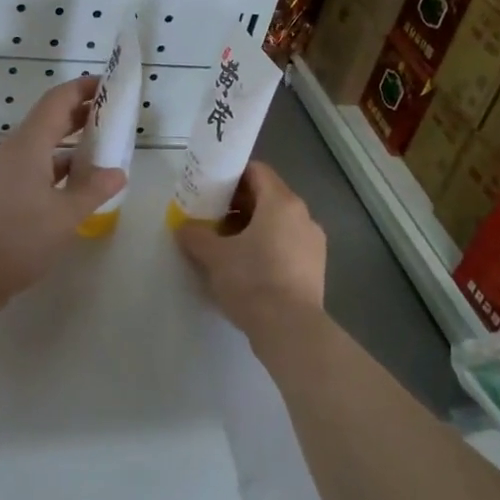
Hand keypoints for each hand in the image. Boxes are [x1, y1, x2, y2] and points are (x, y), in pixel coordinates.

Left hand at [0, 77, 127, 306]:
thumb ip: (95, 189)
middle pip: (48, 121)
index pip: (57, 101)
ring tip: (103, 152)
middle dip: (80, 115)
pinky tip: (77, 186)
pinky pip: (33, 168)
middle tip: (114, 117)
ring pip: (41, 147)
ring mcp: (2, 173)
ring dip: (71, 144)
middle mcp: (12, 151)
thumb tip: (118, 172)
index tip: (109, 85)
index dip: (83, 88)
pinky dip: (57, 168)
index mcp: (27, 146)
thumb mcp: (66, 214)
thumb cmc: (19, 239)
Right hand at [175, 162, 326, 335]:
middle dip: (238, 204)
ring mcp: (313, 242)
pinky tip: (246, 267)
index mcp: (282, 202)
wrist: (290, 329)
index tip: (210, 188)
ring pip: (278, 223)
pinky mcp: (315, 268)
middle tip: (211, 218)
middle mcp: (303, 216)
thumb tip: (183, 227)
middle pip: (268, 196)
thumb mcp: (215, 256)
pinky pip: (287, 245)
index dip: (232, 175)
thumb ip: (196, 235)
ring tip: (225, 245)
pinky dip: (267, 246)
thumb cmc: (252, 281)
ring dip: (252, 227)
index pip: (257, 171)